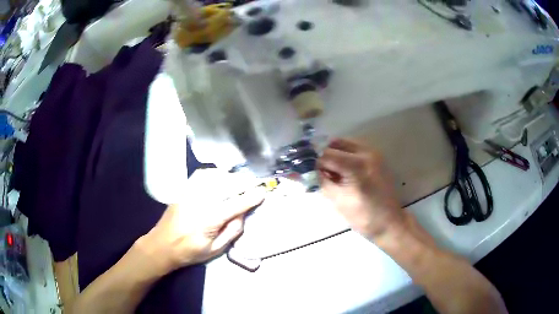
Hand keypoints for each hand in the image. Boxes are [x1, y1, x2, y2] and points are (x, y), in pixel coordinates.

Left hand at [137, 187, 264, 273]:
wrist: (162, 245)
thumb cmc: (189, 251)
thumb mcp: (215, 250)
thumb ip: (232, 232)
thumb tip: (242, 215)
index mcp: (210, 219)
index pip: (236, 204)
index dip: (251, 197)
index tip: (263, 192)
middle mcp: (201, 201)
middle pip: (227, 185)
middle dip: (244, 183)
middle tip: (254, 185)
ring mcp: (190, 193)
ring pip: (214, 176)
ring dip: (230, 176)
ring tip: (238, 181)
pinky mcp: (183, 190)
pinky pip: (201, 175)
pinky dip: (213, 173)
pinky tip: (219, 177)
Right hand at [317, 138, 404, 239]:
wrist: (389, 223)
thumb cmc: (362, 217)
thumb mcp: (337, 200)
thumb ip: (319, 180)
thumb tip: (299, 171)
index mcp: (356, 165)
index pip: (326, 154)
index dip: (314, 163)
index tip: (308, 173)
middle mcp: (366, 152)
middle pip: (335, 144)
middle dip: (325, 156)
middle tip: (321, 173)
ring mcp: (374, 153)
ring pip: (345, 144)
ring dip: (335, 154)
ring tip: (333, 173)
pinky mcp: (377, 158)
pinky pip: (355, 149)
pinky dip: (345, 156)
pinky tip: (344, 172)